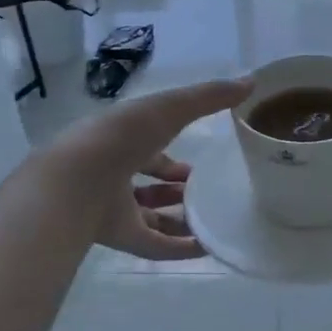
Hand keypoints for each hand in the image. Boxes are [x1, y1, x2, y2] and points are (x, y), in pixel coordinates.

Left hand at [50, 77, 251, 259]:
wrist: (80, 180)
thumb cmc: (124, 136)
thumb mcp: (171, 107)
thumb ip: (209, 97)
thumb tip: (251, 82)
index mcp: (121, 141)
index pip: (149, 148)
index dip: (171, 155)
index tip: (200, 161)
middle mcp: (115, 176)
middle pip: (148, 185)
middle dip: (176, 187)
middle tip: (208, 190)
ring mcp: (116, 209)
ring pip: (152, 217)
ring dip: (181, 218)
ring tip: (214, 218)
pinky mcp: (120, 238)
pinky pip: (156, 246)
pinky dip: (182, 248)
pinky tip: (209, 248)